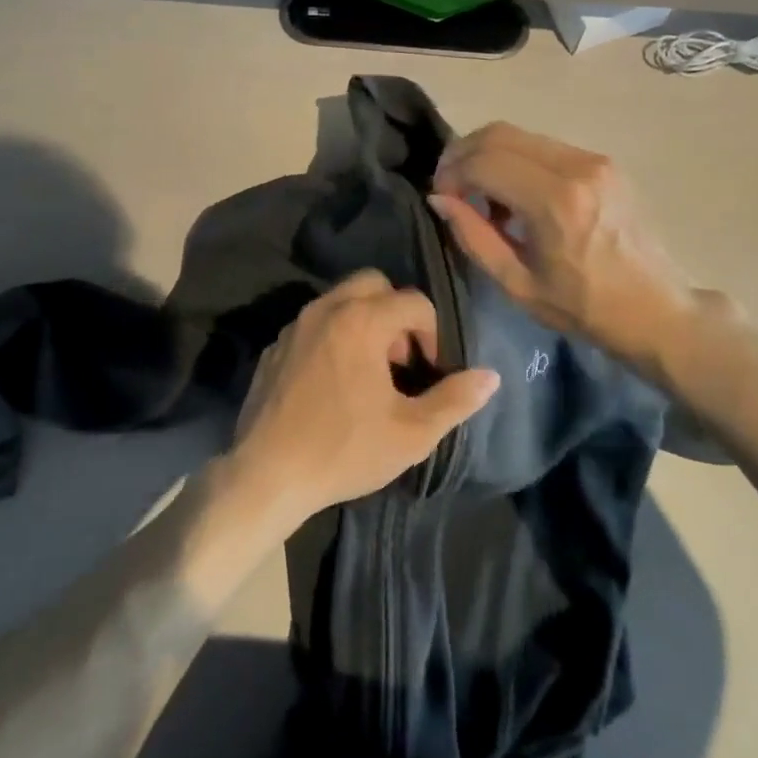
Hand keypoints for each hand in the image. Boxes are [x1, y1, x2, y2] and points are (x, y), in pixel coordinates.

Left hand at [226, 271, 500, 529]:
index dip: (433, 332)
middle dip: (396, 311)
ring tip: (371, 371)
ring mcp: (294, 326)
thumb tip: (491, 376)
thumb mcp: (411, 433)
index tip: (430, 370)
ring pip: (339, 299)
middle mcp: (325, 309)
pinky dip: (333, 337)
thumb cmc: (344, 450)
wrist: (267, 474)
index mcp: (361, 320)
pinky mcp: (274, 347)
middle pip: (373, 283)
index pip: (414, 301)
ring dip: (364, 321)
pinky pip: (313, 325)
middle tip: (401, 359)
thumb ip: (455, 399)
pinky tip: (334, 382)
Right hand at [429, 123, 698, 371]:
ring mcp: (594, 159)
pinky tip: (514, 195)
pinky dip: (516, 160)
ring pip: (520, 135)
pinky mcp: (603, 161)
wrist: (656, 308)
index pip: (483, 161)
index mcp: (554, 202)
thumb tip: (440, 198)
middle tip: (451, 186)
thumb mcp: (516, 283)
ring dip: (489, 156)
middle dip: (463, 154)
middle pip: (498, 134)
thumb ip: (473, 236)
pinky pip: (543, 146)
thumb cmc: (582, 307)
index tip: (441, 198)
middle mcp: (576, 167)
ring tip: (482, 196)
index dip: (451, 174)